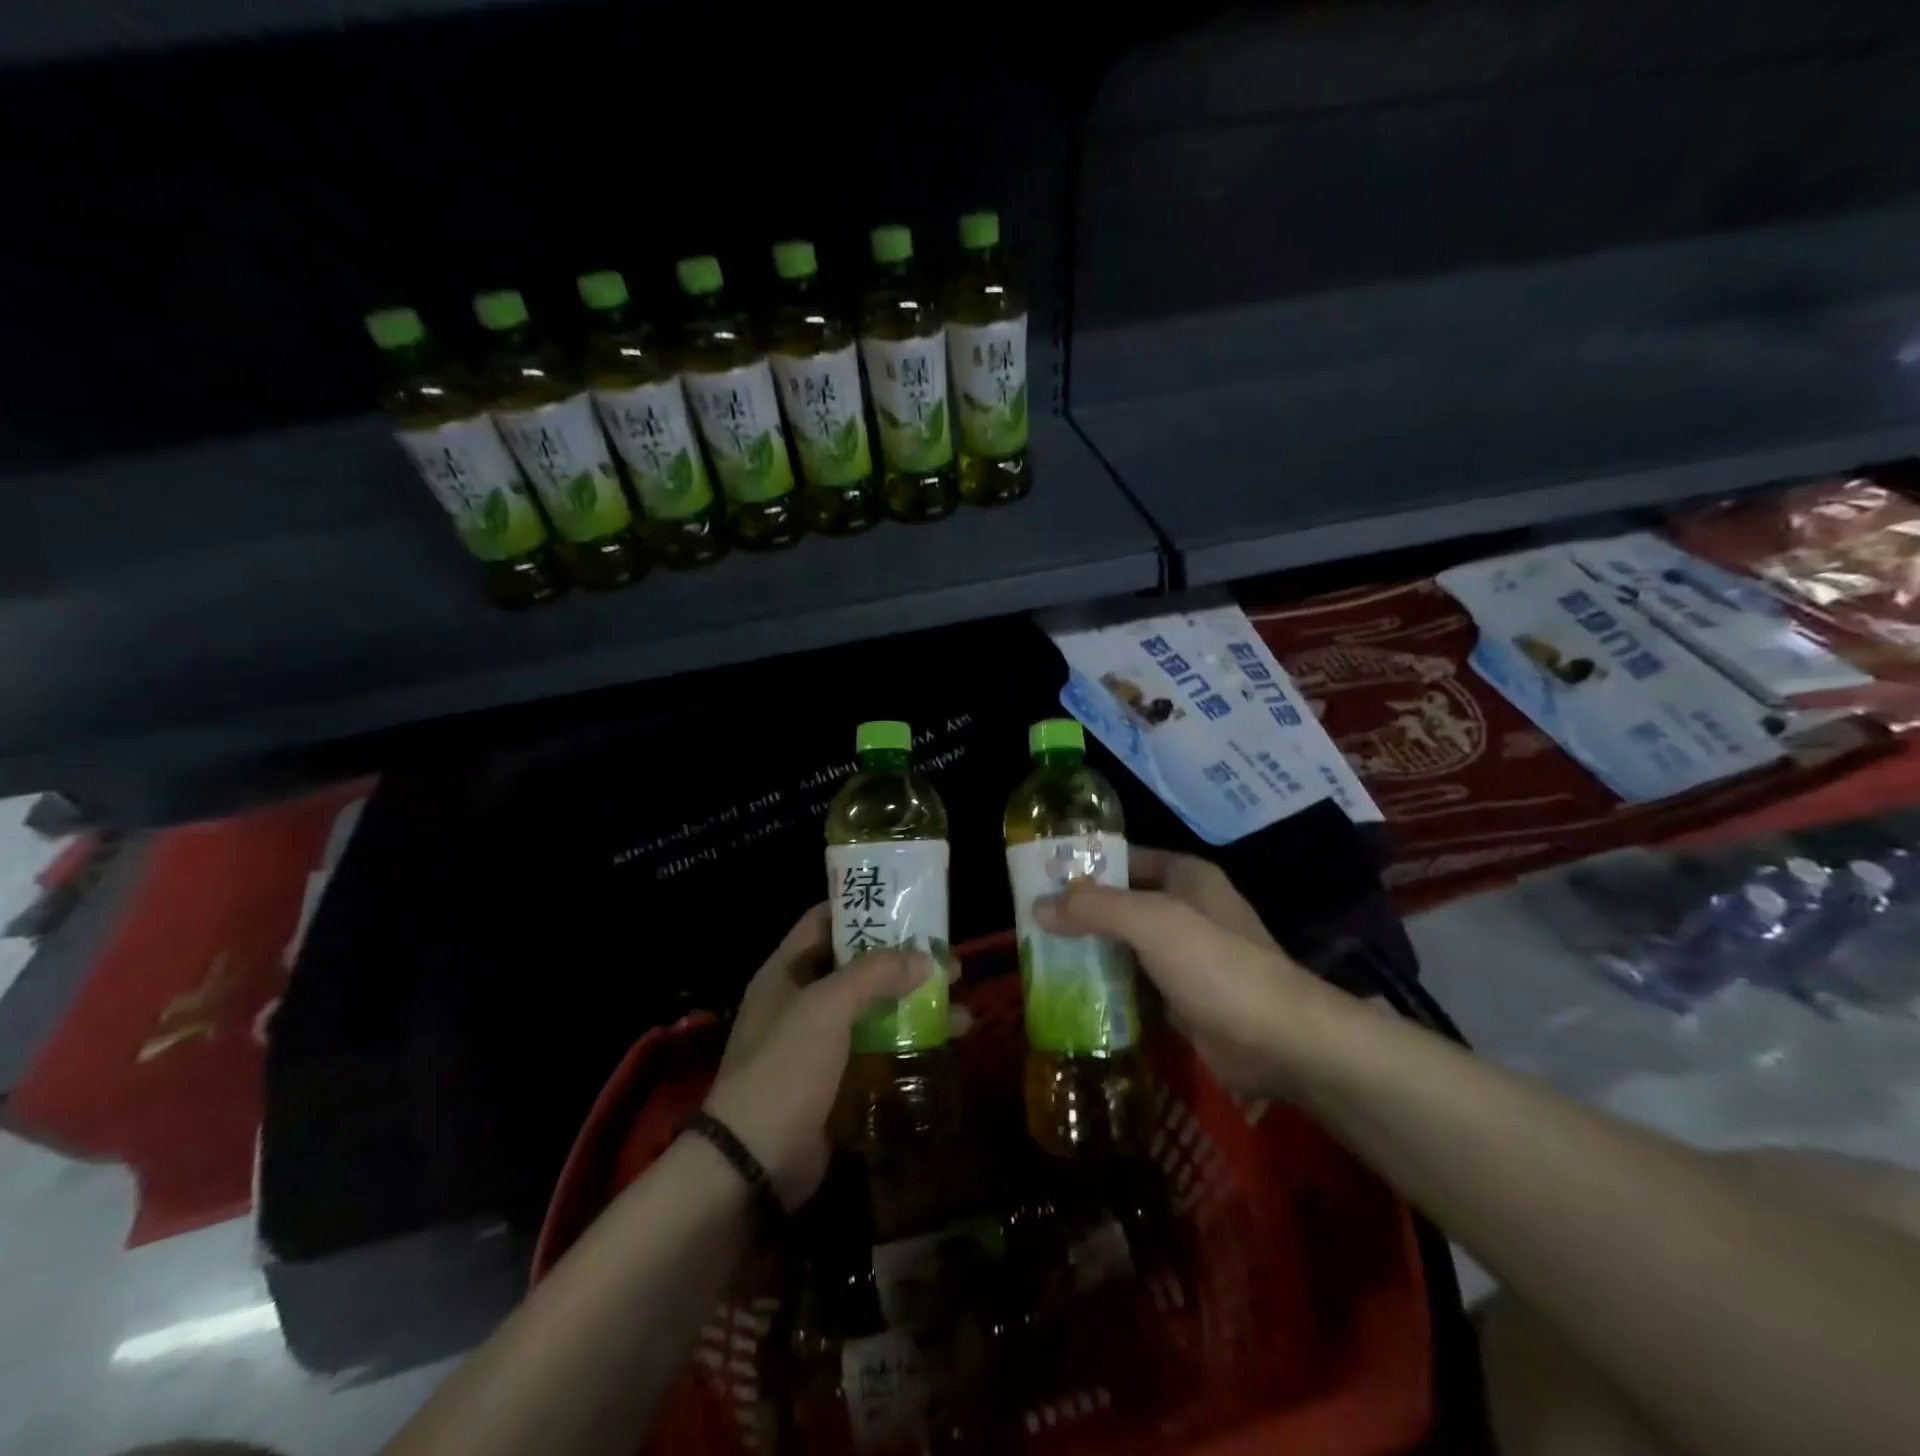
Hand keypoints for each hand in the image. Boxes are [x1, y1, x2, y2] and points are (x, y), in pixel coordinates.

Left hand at [703, 904, 932, 1208]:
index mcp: (786, 971)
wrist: (752, 1164)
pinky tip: (944, 1041)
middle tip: (948, 957)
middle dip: (902, 960)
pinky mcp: (835, 1079)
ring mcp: (817, 1042)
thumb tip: (926, 957)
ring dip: (913, 1002)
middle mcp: (800, 1000)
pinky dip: (907, 1040)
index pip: (824, 921)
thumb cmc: (784, 1069)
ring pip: (874, 1008)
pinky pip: (876, 1047)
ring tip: (961, 1002)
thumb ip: (875, 973)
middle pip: (858, 965)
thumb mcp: (827, 1007)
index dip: (862, 907)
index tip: (906, 903)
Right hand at [1035, 848, 1342, 1097]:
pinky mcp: (1185, 996)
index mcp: (1186, 876)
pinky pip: (1137, 981)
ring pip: (1127, 944)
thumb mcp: (1151, 922)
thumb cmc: (1216, 964)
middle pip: (1123, 902)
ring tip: (1040, 956)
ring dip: (1091, 950)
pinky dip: (1109, 984)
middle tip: (1031, 922)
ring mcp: (1187, 955)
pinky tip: (1072, 992)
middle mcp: (1187, 909)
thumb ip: (1094, 908)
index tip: (1040, 878)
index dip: (1086, 865)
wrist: (1280, 1040)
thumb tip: (1037, 906)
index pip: (1125, 858)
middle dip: (1081, 912)